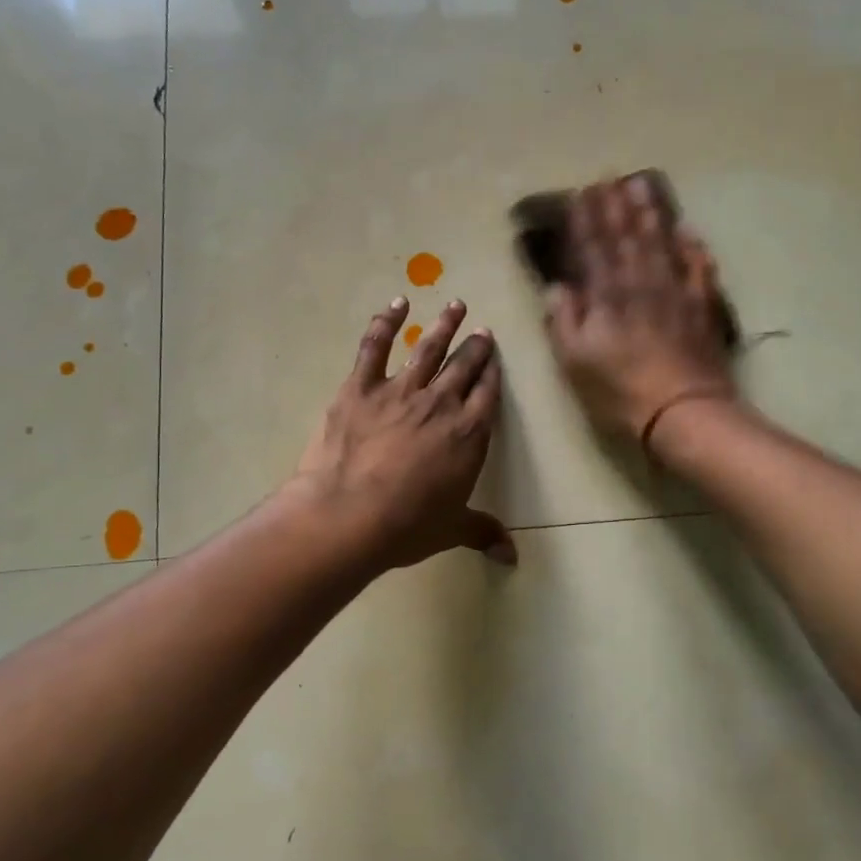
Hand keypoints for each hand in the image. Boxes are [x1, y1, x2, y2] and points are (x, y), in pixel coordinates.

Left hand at [291, 297, 515, 570]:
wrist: (349, 515)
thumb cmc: (407, 526)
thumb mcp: (451, 530)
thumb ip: (482, 532)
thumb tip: (512, 557)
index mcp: (469, 434)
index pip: (488, 394)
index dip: (493, 373)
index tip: (495, 356)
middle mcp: (441, 404)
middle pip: (464, 366)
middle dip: (475, 346)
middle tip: (482, 330)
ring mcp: (400, 391)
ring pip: (428, 349)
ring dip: (443, 325)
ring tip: (455, 305)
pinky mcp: (361, 388)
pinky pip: (375, 346)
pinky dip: (385, 322)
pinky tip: (396, 304)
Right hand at [543, 173, 735, 446]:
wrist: (683, 410)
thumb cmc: (620, 391)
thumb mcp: (575, 362)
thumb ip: (564, 321)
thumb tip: (557, 287)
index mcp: (607, 296)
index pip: (593, 248)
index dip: (586, 220)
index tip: (580, 193)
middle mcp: (641, 283)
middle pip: (627, 237)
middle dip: (615, 206)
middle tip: (609, 177)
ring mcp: (675, 291)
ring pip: (661, 242)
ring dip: (650, 213)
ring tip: (641, 186)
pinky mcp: (701, 306)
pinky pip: (698, 267)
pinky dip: (692, 247)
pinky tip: (688, 230)